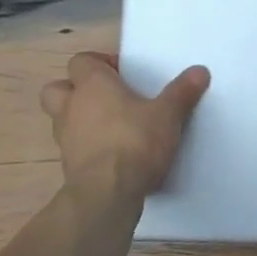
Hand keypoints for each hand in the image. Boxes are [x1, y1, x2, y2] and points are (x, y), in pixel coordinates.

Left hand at [40, 52, 208, 200]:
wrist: (108, 194)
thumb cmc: (135, 141)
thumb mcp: (168, 114)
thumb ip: (182, 91)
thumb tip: (200, 71)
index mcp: (92, 84)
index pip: (80, 61)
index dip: (98, 64)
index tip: (122, 74)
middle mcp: (72, 106)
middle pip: (56, 88)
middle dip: (74, 90)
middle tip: (105, 97)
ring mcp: (65, 138)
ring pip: (60, 119)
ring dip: (78, 119)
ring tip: (108, 126)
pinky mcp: (67, 166)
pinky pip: (72, 147)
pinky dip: (85, 146)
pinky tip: (110, 154)